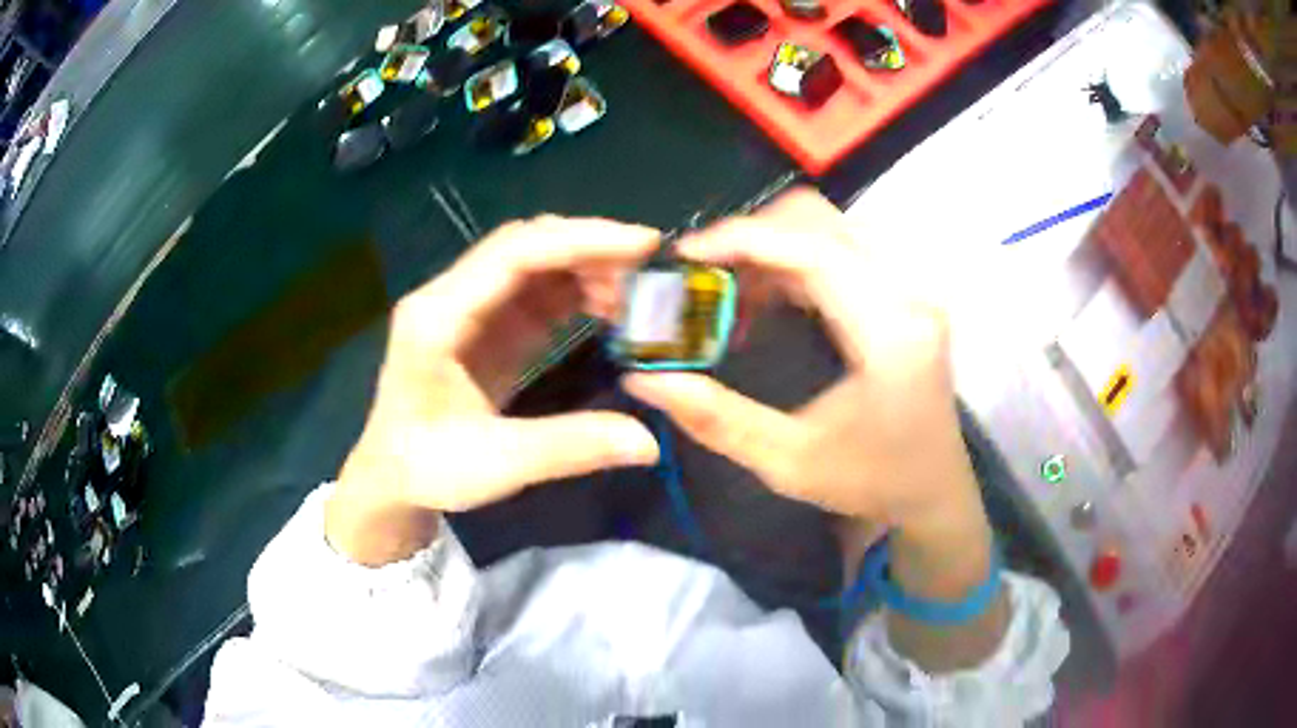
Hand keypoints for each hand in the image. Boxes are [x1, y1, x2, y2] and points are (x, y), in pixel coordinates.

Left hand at [327, 217, 661, 564]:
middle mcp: (450, 296)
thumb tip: (649, 443)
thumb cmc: (427, 468)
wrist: (392, 477)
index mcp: (437, 317)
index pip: (513, 253)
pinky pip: (537, 290)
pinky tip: (611, 310)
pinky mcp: (486, 323)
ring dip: (588, 268)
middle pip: (527, 245)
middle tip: (652, 270)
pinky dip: (578, 291)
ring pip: (535, 262)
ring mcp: (469, 307)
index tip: (643, 245)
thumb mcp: (497, 464)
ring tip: (638, 297)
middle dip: (591, 248)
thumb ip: (571, 447)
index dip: (579, 240)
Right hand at [625, 189, 977, 532]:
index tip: (685, 255)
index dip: (743, 240)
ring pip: (829, 226)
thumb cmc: (872, 483)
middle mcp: (909, 294)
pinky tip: (767, 298)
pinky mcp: (905, 291)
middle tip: (704, 277)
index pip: (813, 250)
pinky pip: (840, 247)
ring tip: (730, 292)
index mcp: (891, 333)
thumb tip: (643, 380)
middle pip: (821, 220)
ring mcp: (912, 287)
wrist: (934, 490)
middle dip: (752, 236)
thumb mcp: (788, 463)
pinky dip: (793, 260)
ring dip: (771, 247)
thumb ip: (715, 419)